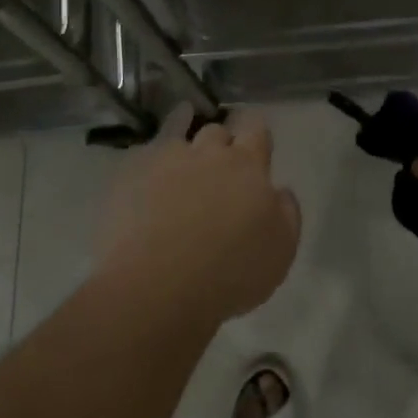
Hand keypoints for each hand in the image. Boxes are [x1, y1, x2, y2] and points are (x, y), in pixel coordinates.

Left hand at [97, 110, 301, 323]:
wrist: (157, 287)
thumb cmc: (229, 274)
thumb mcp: (281, 251)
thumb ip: (286, 212)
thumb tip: (280, 190)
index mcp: (248, 167)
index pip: (256, 130)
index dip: (255, 134)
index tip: (254, 144)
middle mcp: (208, 153)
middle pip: (217, 131)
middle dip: (221, 142)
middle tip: (219, 164)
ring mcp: (167, 159)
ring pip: (179, 133)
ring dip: (184, 139)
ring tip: (181, 156)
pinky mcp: (131, 173)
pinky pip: (143, 154)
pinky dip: (149, 159)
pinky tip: (147, 173)